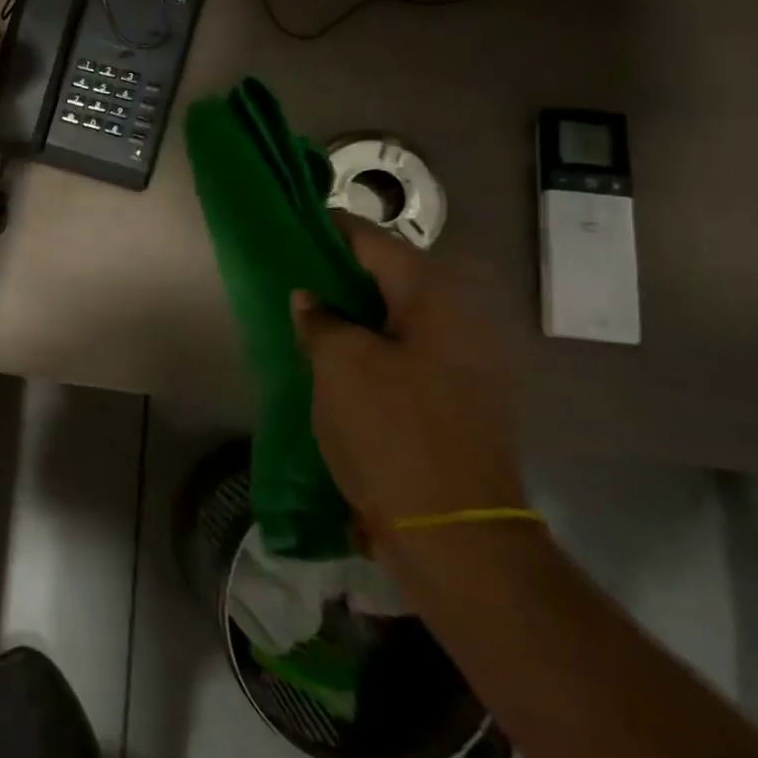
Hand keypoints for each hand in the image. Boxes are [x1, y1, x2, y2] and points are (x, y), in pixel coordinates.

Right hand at [293, 218, 525, 561]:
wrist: (453, 530)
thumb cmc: (392, 431)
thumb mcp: (339, 364)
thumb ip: (320, 319)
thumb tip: (311, 300)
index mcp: (435, 297)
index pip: (373, 240)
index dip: (328, 230)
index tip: (289, 227)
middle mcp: (461, 317)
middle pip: (389, 274)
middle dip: (339, 272)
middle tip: (292, 275)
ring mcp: (468, 359)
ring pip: (398, 314)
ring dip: (354, 310)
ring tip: (307, 315)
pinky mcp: (461, 394)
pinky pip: (409, 348)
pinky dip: (373, 342)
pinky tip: (337, 357)